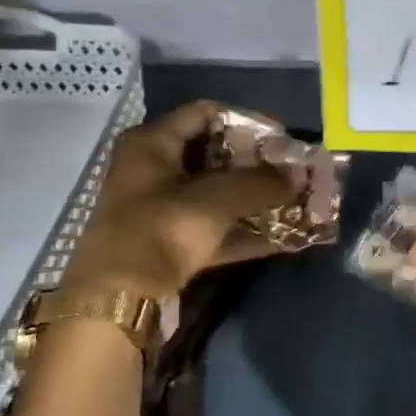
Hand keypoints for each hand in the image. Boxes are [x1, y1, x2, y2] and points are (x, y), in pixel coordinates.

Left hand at [58, 102, 293, 302]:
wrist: (115, 302)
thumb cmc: (160, 231)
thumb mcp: (216, 200)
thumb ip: (261, 183)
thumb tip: (300, 174)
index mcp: (151, 143)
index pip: (205, 113)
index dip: (246, 121)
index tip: (282, 138)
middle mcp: (151, 168)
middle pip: (212, 153)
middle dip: (255, 163)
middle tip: (291, 172)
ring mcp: (158, 208)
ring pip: (214, 193)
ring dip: (253, 198)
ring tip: (292, 202)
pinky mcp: (167, 243)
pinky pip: (212, 227)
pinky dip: (241, 230)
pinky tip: (278, 238)